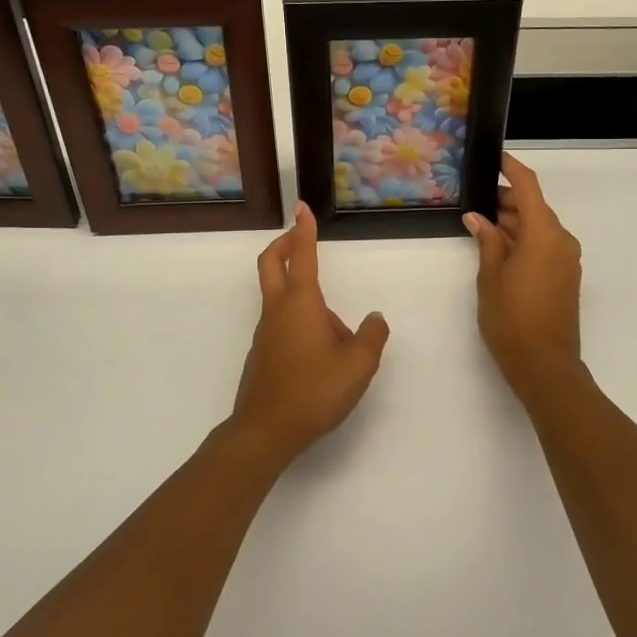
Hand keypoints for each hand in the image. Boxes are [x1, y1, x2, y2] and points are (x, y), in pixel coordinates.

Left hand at [231, 202, 390, 461]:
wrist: (266, 430)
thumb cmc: (314, 391)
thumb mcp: (359, 365)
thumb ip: (372, 336)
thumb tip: (373, 318)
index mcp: (301, 303)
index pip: (302, 255)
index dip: (303, 228)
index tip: (302, 206)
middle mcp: (278, 310)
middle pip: (271, 263)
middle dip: (285, 244)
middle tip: (301, 237)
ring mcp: (265, 331)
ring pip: (280, 297)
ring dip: (302, 293)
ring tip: (340, 336)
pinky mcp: (262, 352)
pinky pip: (282, 323)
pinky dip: (300, 322)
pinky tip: (323, 357)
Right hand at [465, 154, 583, 393]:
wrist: (545, 365)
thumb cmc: (511, 318)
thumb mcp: (490, 277)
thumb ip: (486, 241)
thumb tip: (477, 218)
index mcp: (544, 234)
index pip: (529, 188)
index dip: (511, 169)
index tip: (495, 158)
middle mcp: (561, 240)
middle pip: (534, 208)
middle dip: (506, 201)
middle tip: (474, 200)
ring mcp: (567, 259)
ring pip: (538, 228)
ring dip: (513, 223)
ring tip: (481, 225)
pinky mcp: (565, 276)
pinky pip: (544, 246)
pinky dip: (523, 240)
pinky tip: (498, 247)